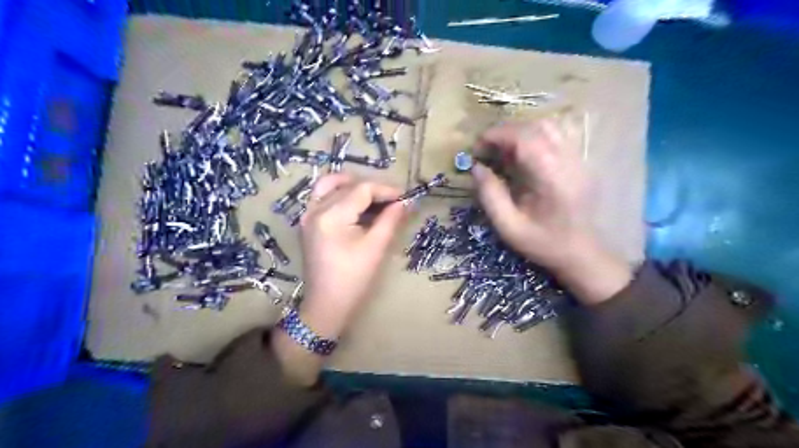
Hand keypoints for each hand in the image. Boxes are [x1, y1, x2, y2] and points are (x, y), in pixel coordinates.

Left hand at [298, 176, 405, 338]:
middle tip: (393, 200)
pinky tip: (357, 206)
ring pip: (330, 185)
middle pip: (347, 185)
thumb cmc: (353, 279)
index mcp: (331, 216)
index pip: (362, 189)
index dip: (385, 189)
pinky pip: (323, 197)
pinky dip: (341, 194)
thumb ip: (390, 220)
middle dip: (373, 188)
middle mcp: (315, 209)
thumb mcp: (375, 248)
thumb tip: (405, 202)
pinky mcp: (307, 222)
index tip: (405, 196)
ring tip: (374, 198)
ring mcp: (307, 215)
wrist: (326, 305)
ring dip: (353, 186)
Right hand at [470, 119, 634, 304]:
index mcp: (552, 178)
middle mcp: (569, 161)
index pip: (524, 138)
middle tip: (487, 151)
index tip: (477, 147)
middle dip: (505, 132)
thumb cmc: (543, 244)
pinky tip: (525, 154)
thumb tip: (476, 168)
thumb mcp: (508, 227)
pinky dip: (536, 136)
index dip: (497, 135)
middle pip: (536, 127)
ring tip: (505, 151)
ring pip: (549, 126)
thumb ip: (490, 196)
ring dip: (521, 132)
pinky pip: (559, 135)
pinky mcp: (581, 162)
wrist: (582, 254)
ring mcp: (579, 159)